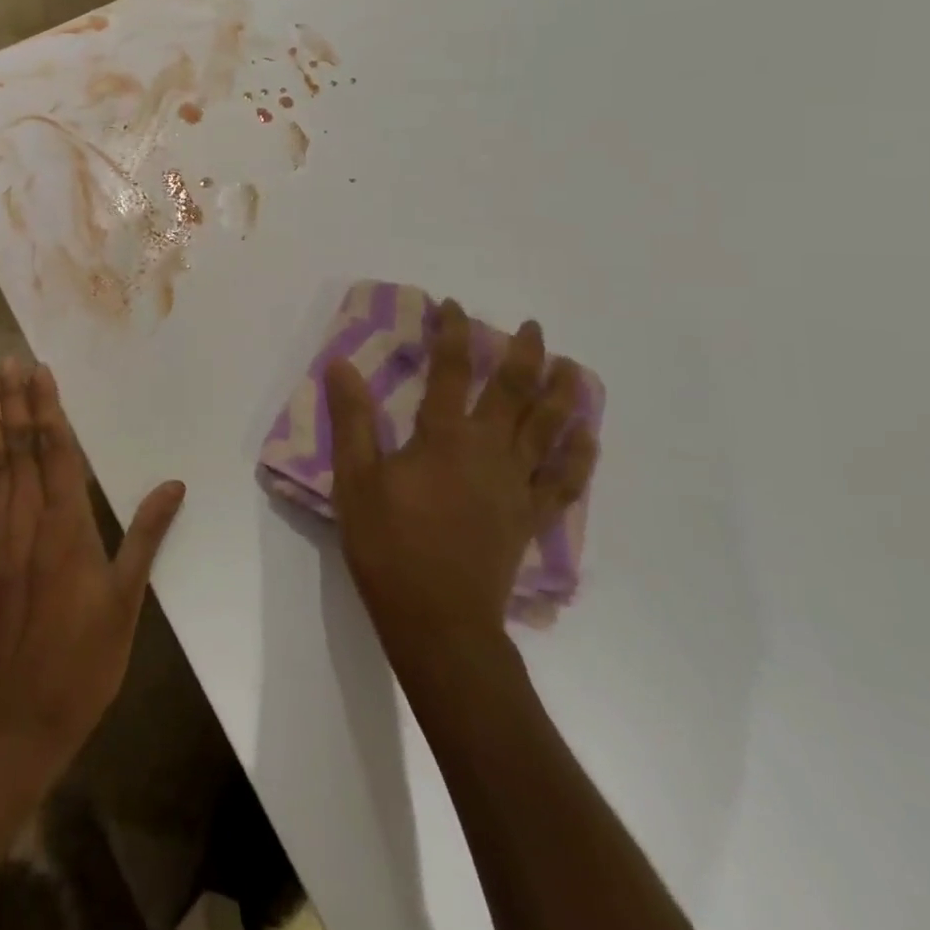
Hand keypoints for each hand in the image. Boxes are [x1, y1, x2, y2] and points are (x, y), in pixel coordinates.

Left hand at [0, 358, 185, 766]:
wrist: (13, 718)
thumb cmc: (81, 661)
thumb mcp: (126, 601)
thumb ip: (145, 536)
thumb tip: (174, 485)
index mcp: (67, 526)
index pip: (56, 451)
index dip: (47, 408)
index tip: (40, 371)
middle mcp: (25, 519)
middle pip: (18, 448)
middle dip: (14, 401)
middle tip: (7, 361)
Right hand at [326, 306, 596, 655]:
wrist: (439, 622)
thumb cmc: (389, 547)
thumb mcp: (355, 479)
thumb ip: (352, 419)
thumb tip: (341, 364)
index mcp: (445, 436)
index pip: (451, 369)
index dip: (452, 332)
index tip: (452, 307)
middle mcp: (489, 450)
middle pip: (514, 391)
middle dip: (523, 353)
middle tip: (532, 326)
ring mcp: (516, 485)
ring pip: (549, 429)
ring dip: (563, 394)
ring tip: (573, 367)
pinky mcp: (529, 519)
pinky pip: (563, 482)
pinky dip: (578, 457)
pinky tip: (587, 439)